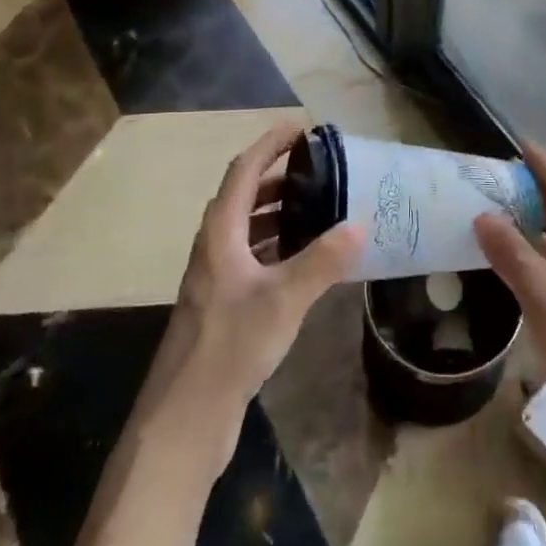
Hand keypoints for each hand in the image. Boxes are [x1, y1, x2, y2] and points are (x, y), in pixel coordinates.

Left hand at [142, 122, 363, 471]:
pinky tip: (306, 257)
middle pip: (245, 194)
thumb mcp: (282, 300)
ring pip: (249, 226)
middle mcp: (214, 245)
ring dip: (280, 210)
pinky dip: (278, 243)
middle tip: (322, 168)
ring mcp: (216, 276)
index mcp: (220, 232)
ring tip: (320, 206)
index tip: (303, 128)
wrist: (186, 418)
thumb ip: (322, 261)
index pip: (245, 170)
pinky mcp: (223, 303)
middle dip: (280, 175)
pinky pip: (253, 254)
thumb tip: (359, 225)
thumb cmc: (229, 346)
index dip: (271, 143)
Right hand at [473, 144, 545, 464]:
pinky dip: (543, 251)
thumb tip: (483, 215)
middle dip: (539, 188)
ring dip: (539, 220)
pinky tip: (520, 263)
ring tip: (503, 213)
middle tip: (502, 178)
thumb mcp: (541, 294)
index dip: (544, 163)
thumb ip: (511, 253)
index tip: (519, 145)